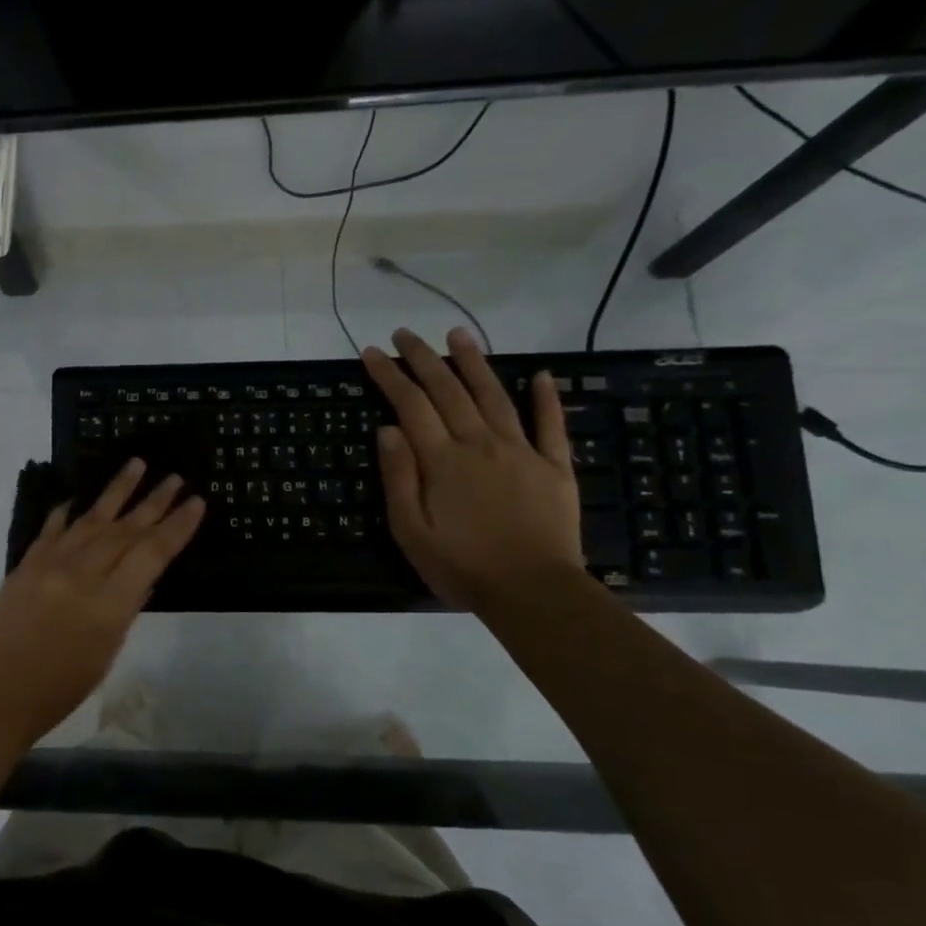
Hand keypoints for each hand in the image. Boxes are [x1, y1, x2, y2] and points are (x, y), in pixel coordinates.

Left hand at [0, 460, 205, 749]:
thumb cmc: (61, 688)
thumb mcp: (107, 652)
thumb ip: (126, 608)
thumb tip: (143, 574)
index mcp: (109, 603)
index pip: (152, 553)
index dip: (177, 526)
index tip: (195, 502)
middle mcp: (82, 574)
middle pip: (125, 529)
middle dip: (153, 502)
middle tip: (174, 478)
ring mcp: (50, 564)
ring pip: (92, 518)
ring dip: (117, 490)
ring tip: (137, 464)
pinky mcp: (26, 563)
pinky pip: (52, 528)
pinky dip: (67, 512)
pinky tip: (78, 499)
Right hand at [361, 326, 582, 611]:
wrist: (533, 592)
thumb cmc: (462, 566)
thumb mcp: (410, 530)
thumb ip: (399, 477)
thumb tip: (388, 429)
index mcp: (442, 460)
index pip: (410, 405)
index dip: (389, 376)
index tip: (371, 353)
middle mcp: (480, 444)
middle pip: (449, 391)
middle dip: (423, 359)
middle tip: (405, 334)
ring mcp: (521, 451)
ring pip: (494, 396)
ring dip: (474, 363)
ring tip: (458, 334)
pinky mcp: (554, 467)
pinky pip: (551, 425)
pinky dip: (546, 398)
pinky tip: (541, 375)